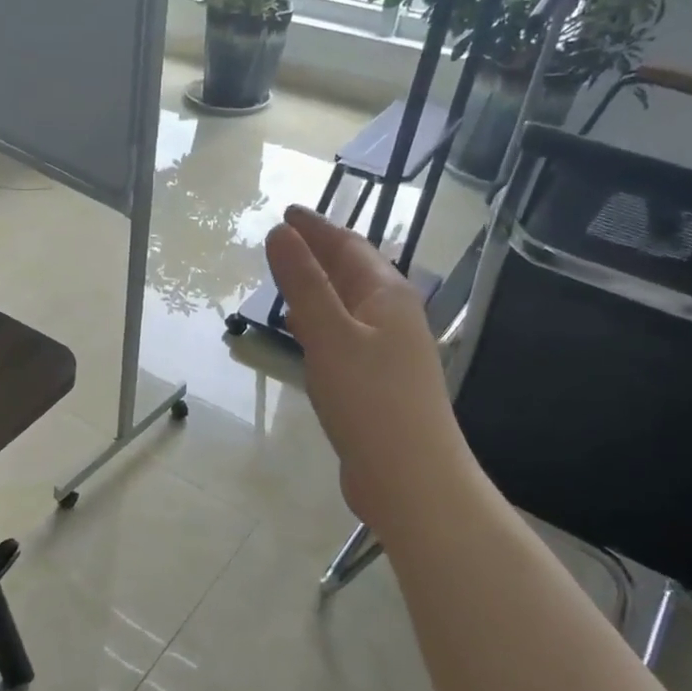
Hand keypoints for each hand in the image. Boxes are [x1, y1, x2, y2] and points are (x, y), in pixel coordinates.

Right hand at [264, 206, 482, 536]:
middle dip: (319, 252)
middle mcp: (392, 316)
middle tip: (284, 239)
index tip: (288, 212)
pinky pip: (345, 335)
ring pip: (349, 304)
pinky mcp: (378, 382)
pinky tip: (305, 333)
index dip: (316, 228)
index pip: (348, 246)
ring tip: (289, 278)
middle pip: (353, 272)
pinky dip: (322, 322)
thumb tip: (280, 233)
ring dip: (320, 287)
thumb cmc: (370, 399)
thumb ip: (303, 283)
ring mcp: (389, 351)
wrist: (411, 478)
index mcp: (387, 295)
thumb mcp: (329, 334)